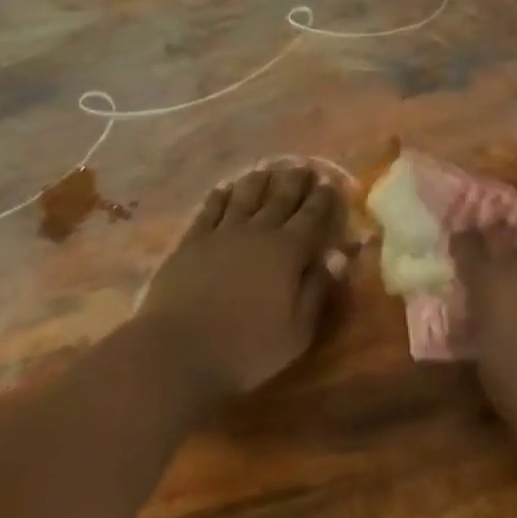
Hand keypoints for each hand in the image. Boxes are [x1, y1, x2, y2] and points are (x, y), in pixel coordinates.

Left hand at [133, 164, 344, 406]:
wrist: (178, 350)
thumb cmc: (246, 349)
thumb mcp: (296, 332)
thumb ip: (318, 291)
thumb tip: (338, 256)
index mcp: (287, 251)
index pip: (311, 216)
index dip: (322, 198)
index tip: (329, 182)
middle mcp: (257, 231)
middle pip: (280, 198)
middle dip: (295, 181)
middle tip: (303, 167)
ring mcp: (222, 232)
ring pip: (246, 195)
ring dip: (260, 180)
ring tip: (268, 169)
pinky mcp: (193, 240)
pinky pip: (210, 209)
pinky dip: (221, 196)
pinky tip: (225, 188)